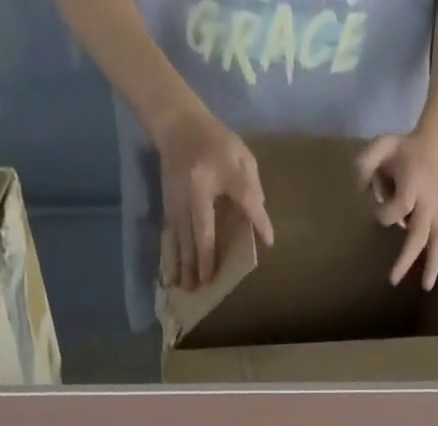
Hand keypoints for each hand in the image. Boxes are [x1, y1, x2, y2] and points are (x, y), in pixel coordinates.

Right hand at [151, 106, 274, 290]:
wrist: (176, 124)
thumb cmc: (214, 142)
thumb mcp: (239, 155)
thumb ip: (250, 188)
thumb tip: (260, 227)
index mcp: (214, 170)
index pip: (242, 195)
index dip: (256, 219)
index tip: (268, 241)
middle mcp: (193, 190)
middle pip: (201, 231)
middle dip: (204, 260)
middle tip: (206, 286)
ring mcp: (178, 199)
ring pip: (183, 239)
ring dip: (186, 266)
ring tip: (189, 289)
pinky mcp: (168, 207)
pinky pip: (173, 238)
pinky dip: (175, 258)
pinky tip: (176, 276)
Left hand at [355, 133, 437, 290]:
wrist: (435, 147)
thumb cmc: (405, 150)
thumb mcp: (384, 144)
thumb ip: (368, 161)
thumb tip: (361, 188)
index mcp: (415, 182)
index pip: (401, 205)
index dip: (385, 211)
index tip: (375, 203)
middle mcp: (427, 202)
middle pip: (420, 233)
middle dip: (407, 257)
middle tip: (393, 279)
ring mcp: (436, 214)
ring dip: (434, 266)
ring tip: (427, 287)